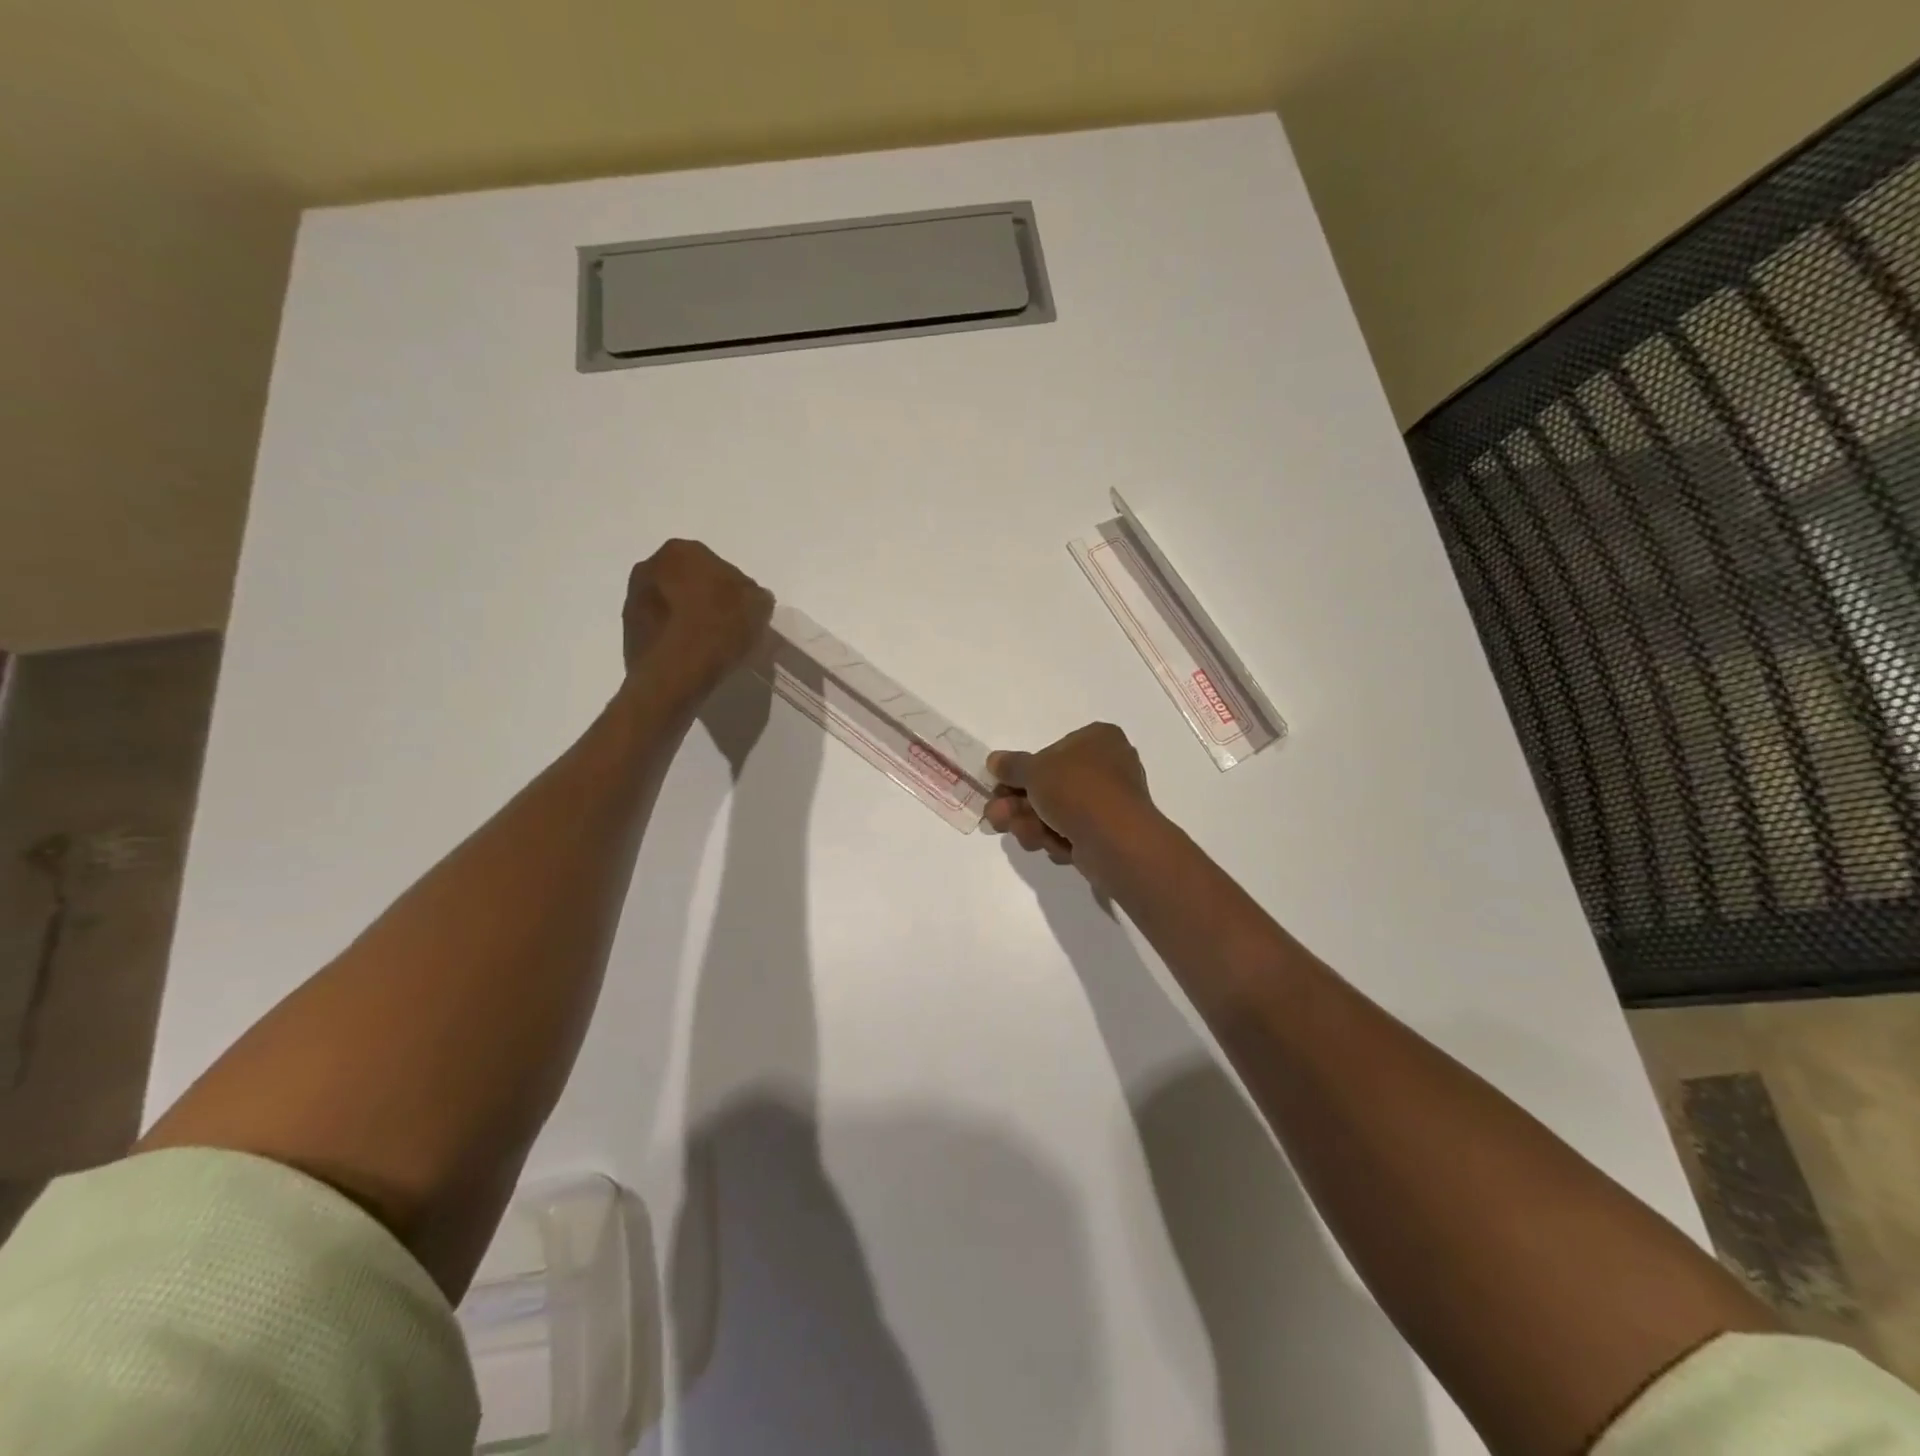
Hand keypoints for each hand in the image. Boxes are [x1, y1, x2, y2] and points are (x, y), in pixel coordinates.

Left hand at [623, 540, 773, 698]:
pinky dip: (673, 636)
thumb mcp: (758, 607)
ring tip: (706, 645)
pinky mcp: (627, 629)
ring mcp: (633, 598)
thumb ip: (755, 595)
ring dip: (686, 617)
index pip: (718, 567)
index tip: (743, 613)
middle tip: (725, 626)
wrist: (674, 674)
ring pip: (671, 603)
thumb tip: (747, 599)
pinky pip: (660, 627)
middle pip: (689, 582)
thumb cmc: (718, 630)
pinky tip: (688, 656)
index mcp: (683, 551)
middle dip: (705, 599)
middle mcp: (651, 566)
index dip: (734, 591)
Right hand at [984, 723, 1156, 890]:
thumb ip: (1012, 766)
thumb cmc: (1076, 789)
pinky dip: (1056, 839)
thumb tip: (995, 760)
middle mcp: (1108, 767)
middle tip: (996, 815)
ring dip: (1031, 823)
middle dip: (1019, 804)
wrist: (1115, 840)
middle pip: (1050, 785)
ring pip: (1057, 813)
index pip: (1054, 751)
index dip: (1024, 770)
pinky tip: (1049, 845)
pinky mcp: (1108, 835)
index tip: (1000, 785)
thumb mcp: (1034, 770)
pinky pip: (1072, 834)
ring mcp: (1109, 803)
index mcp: (1098, 739)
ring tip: (1020, 832)